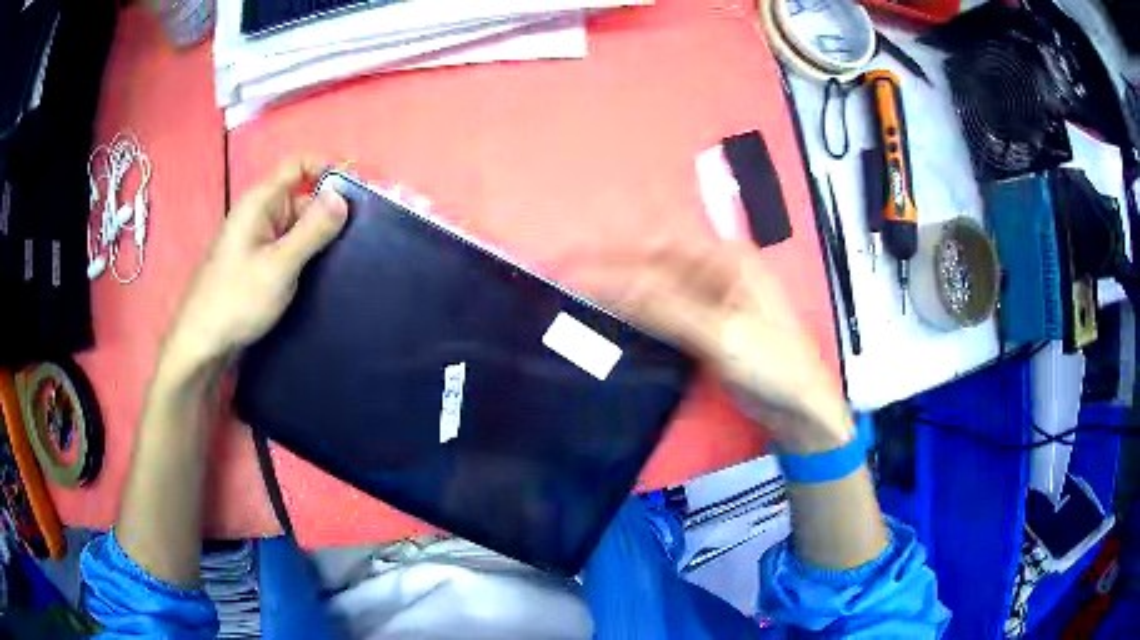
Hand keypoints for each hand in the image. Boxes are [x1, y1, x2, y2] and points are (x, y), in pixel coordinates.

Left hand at [163, 158, 347, 370]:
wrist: (203, 343)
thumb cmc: (237, 299)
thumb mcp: (279, 265)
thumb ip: (312, 230)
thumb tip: (343, 197)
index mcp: (261, 202)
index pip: (298, 166)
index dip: (328, 168)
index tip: (357, 189)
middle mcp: (260, 214)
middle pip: (303, 197)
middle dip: (331, 208)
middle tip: (364, 231)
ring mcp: (259, 240)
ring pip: (299, 225)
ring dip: (322, 235)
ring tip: (352, 252)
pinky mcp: (260, 262)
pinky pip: (290, 246)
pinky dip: (309, 252)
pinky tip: (327, 270)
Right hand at [580, 243, 851, 453]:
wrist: (801, 409)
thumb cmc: (776, 365)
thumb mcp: (723, 334)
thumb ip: (667, 308)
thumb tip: (612, 285)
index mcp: (725, 260)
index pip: (656, 249)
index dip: (612, 254)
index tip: (570, 266)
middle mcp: (716, 272)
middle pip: (652, 265)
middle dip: (611, 271)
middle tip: (565, 283)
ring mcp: (711, 301)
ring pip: (655, 289)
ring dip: (621, 293)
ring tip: (579, 301)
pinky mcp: (705, 329)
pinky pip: (663, 315)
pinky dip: (638, 316)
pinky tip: (615, 323)